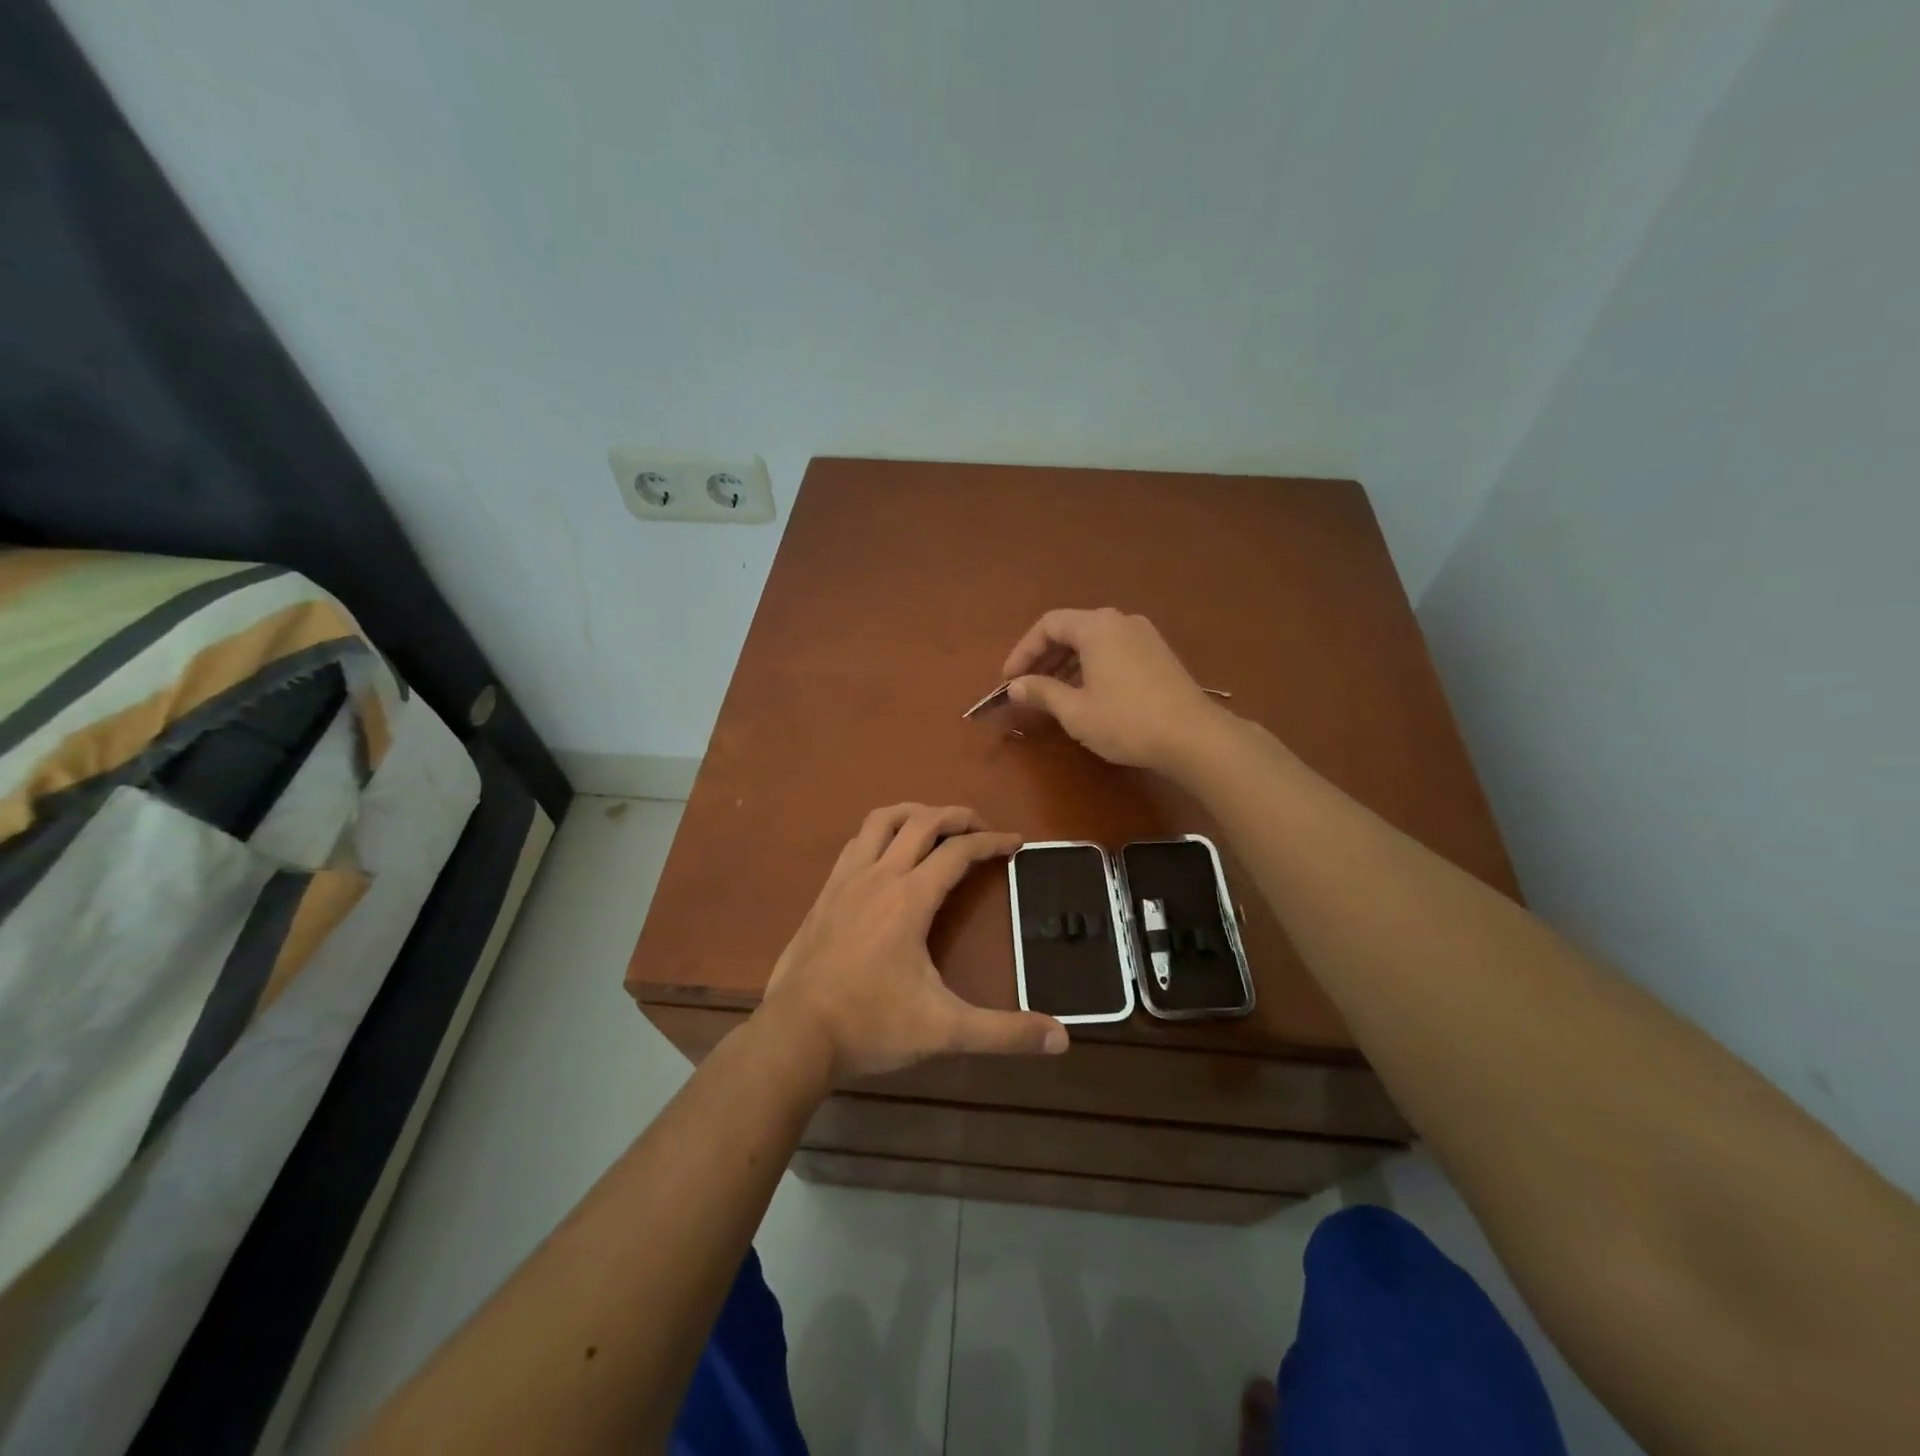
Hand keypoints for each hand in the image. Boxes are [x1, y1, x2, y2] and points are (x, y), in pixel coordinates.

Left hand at [760, 804, 1068, 1080]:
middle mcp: (879, 876)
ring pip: (881, 821)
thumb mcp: (944, 1030)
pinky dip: (880, 834)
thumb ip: (1003, 1032)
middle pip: (922, 822)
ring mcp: (846, 880)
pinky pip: (856, 843)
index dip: (992, 842)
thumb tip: (1062, 1038)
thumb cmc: (871, 1025)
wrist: (795, 1035)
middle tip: (981, 828)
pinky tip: (886, 856)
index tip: (1016, 843)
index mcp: (910, 898)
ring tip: (935, 826)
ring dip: (913, 813)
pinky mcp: (824, 894)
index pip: (959, 852)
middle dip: (957, 816)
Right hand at [1002, 608, 1224, 771]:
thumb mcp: (1075, 711)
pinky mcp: (1159, 654)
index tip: (1009, 680)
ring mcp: (1144, 635)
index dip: (1023, 651)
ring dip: (1068, 663)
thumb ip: (1042, 692)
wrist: (1194, 736)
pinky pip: (1114, 650)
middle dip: (1044, 657)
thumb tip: (1015, 686)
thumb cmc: (1127, 721)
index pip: (1048, 625)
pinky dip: (1092, 665)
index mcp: (1096, 627)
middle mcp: (1120, 621)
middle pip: (1072, 629)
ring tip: (1054, 693)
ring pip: (1094, 640)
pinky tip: (1088, 693)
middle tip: (1028, 686)